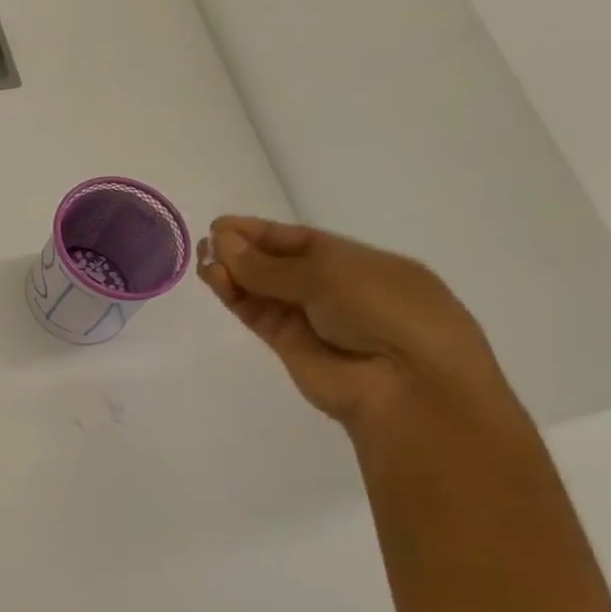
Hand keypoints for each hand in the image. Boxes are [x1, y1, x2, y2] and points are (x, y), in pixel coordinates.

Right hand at [196, 216, 514, 432]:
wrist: (407, 386)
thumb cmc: (386, 312)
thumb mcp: (331, 274)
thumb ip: (270, 265)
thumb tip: (221, 243)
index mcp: (359, 263)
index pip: (301, 241)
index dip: (262, 231)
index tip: (222, 224)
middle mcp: (333, 289)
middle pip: (277, 265)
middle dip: (243, 251)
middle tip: (207, 241)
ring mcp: (310, 319)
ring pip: (262, 290)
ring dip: (233, 273)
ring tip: (203, 260)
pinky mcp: (288, 346)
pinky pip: (257, 314)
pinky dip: (235, 297)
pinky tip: (215, 279)